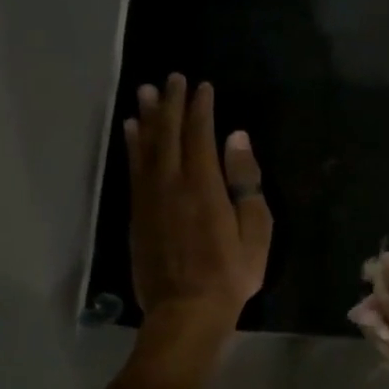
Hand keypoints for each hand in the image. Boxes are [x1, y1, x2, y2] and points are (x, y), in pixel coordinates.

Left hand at [123, 75, 271, 335]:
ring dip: (147, 117)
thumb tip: (237, 138)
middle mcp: (171, 184)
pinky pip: (133, 170)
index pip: (200, 135)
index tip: (202, 86)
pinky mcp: (137, 214)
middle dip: (172, 104)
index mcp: (204, 186)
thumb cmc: (231, 273)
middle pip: (169, 135)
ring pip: (146, 148)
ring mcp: (150, 199)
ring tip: (146, 92)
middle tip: (172, 77)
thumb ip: (245, 180)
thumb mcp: (256, 230)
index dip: (201, 108)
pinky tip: (132, 131)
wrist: (186, 312)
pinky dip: (132, 146)